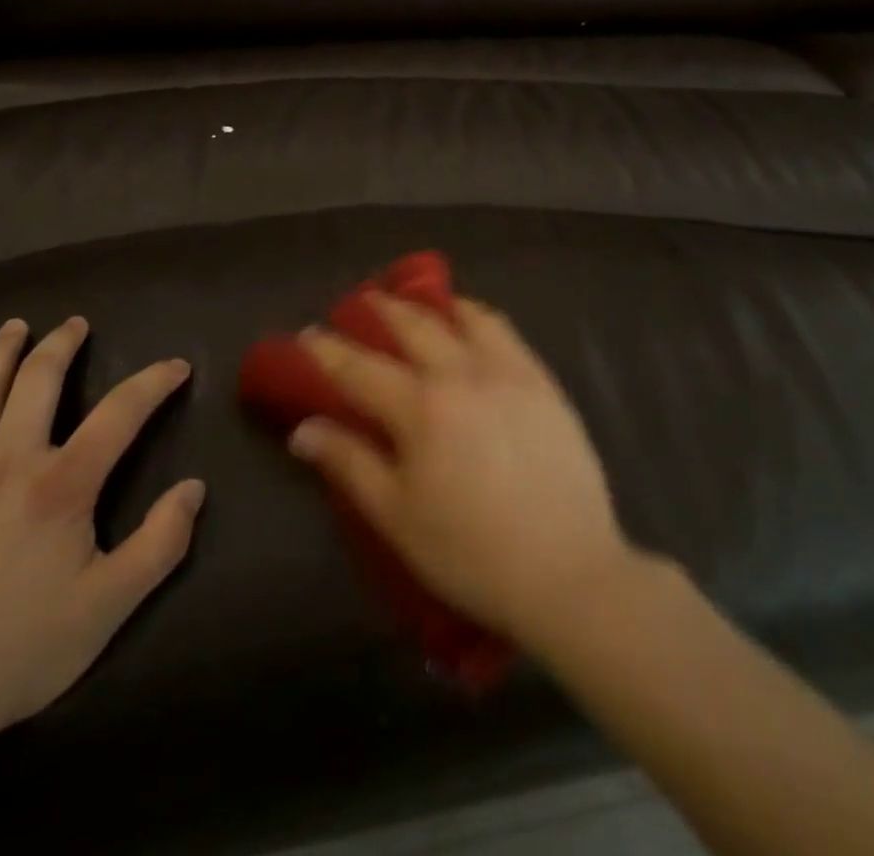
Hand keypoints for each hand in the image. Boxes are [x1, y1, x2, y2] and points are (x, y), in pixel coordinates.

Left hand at [0, 318, 203, 752]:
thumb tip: (194, 488)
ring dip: (2, 353)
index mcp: (62, 484)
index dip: (154, 382)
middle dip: (63, 345)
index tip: (176, 365)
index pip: (120, 413)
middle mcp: (8, 459)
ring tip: (17, 326)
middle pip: (40, 380)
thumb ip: (160, 543)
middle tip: (76, 324)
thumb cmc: (20, 650)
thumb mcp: (109, 606)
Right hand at [288, 296, 632, 653]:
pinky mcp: (543, 383)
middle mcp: (462, 374)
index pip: (360, 368)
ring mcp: (508, 373)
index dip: (328, 350)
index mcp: (420, 408)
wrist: (568, 573)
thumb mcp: (396, 517)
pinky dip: (480, 318)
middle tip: (365, 300)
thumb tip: (304, 429)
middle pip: (414, 327)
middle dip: (383, 309)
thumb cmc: (470, 552)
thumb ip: (349, 464)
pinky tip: (475, 324)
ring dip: (435, 305)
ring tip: (422, 302)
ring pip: (465, 318)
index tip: (307, 333)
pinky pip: (506, 333)